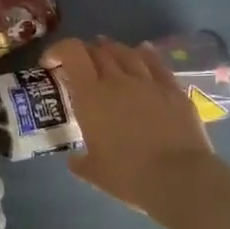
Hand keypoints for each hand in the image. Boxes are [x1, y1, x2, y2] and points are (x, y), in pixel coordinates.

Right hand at [40, 38, 214, 216]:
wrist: (179, 179)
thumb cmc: (128, 176)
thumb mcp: (93, 172)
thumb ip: (79, 161)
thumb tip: (75, 159)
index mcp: (91, 95)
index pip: (72, 52)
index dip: (58, 49)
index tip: (50, 62)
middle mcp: (117, 80)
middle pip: (98, 50)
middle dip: (84, 52)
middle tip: (79, 65)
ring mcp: (148, 82)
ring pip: (127, 52)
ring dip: (112, 49)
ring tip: (107, 53)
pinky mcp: (174, 90)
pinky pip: (157, 63)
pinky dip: (145, 54)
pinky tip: (143, 51)